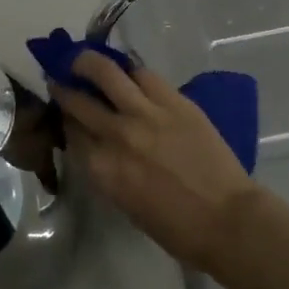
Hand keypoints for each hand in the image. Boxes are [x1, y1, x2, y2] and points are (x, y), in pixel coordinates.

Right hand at [52, 52, 261, 269]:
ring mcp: (145, 113)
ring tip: (84, 61)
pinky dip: (131, 72)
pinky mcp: (174, 101)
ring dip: (87, 63)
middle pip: (78, 101)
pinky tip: (128, 74)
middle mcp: (116, 135)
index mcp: (101, 168)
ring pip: (105, 72)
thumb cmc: (174, 227)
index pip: (70, 132)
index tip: (63, 113)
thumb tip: (94, 144)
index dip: (63, 119)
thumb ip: (104, 168)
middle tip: (61, 80)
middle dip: (64, 89)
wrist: (227, 219)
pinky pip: (144, 75)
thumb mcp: (123, 202)